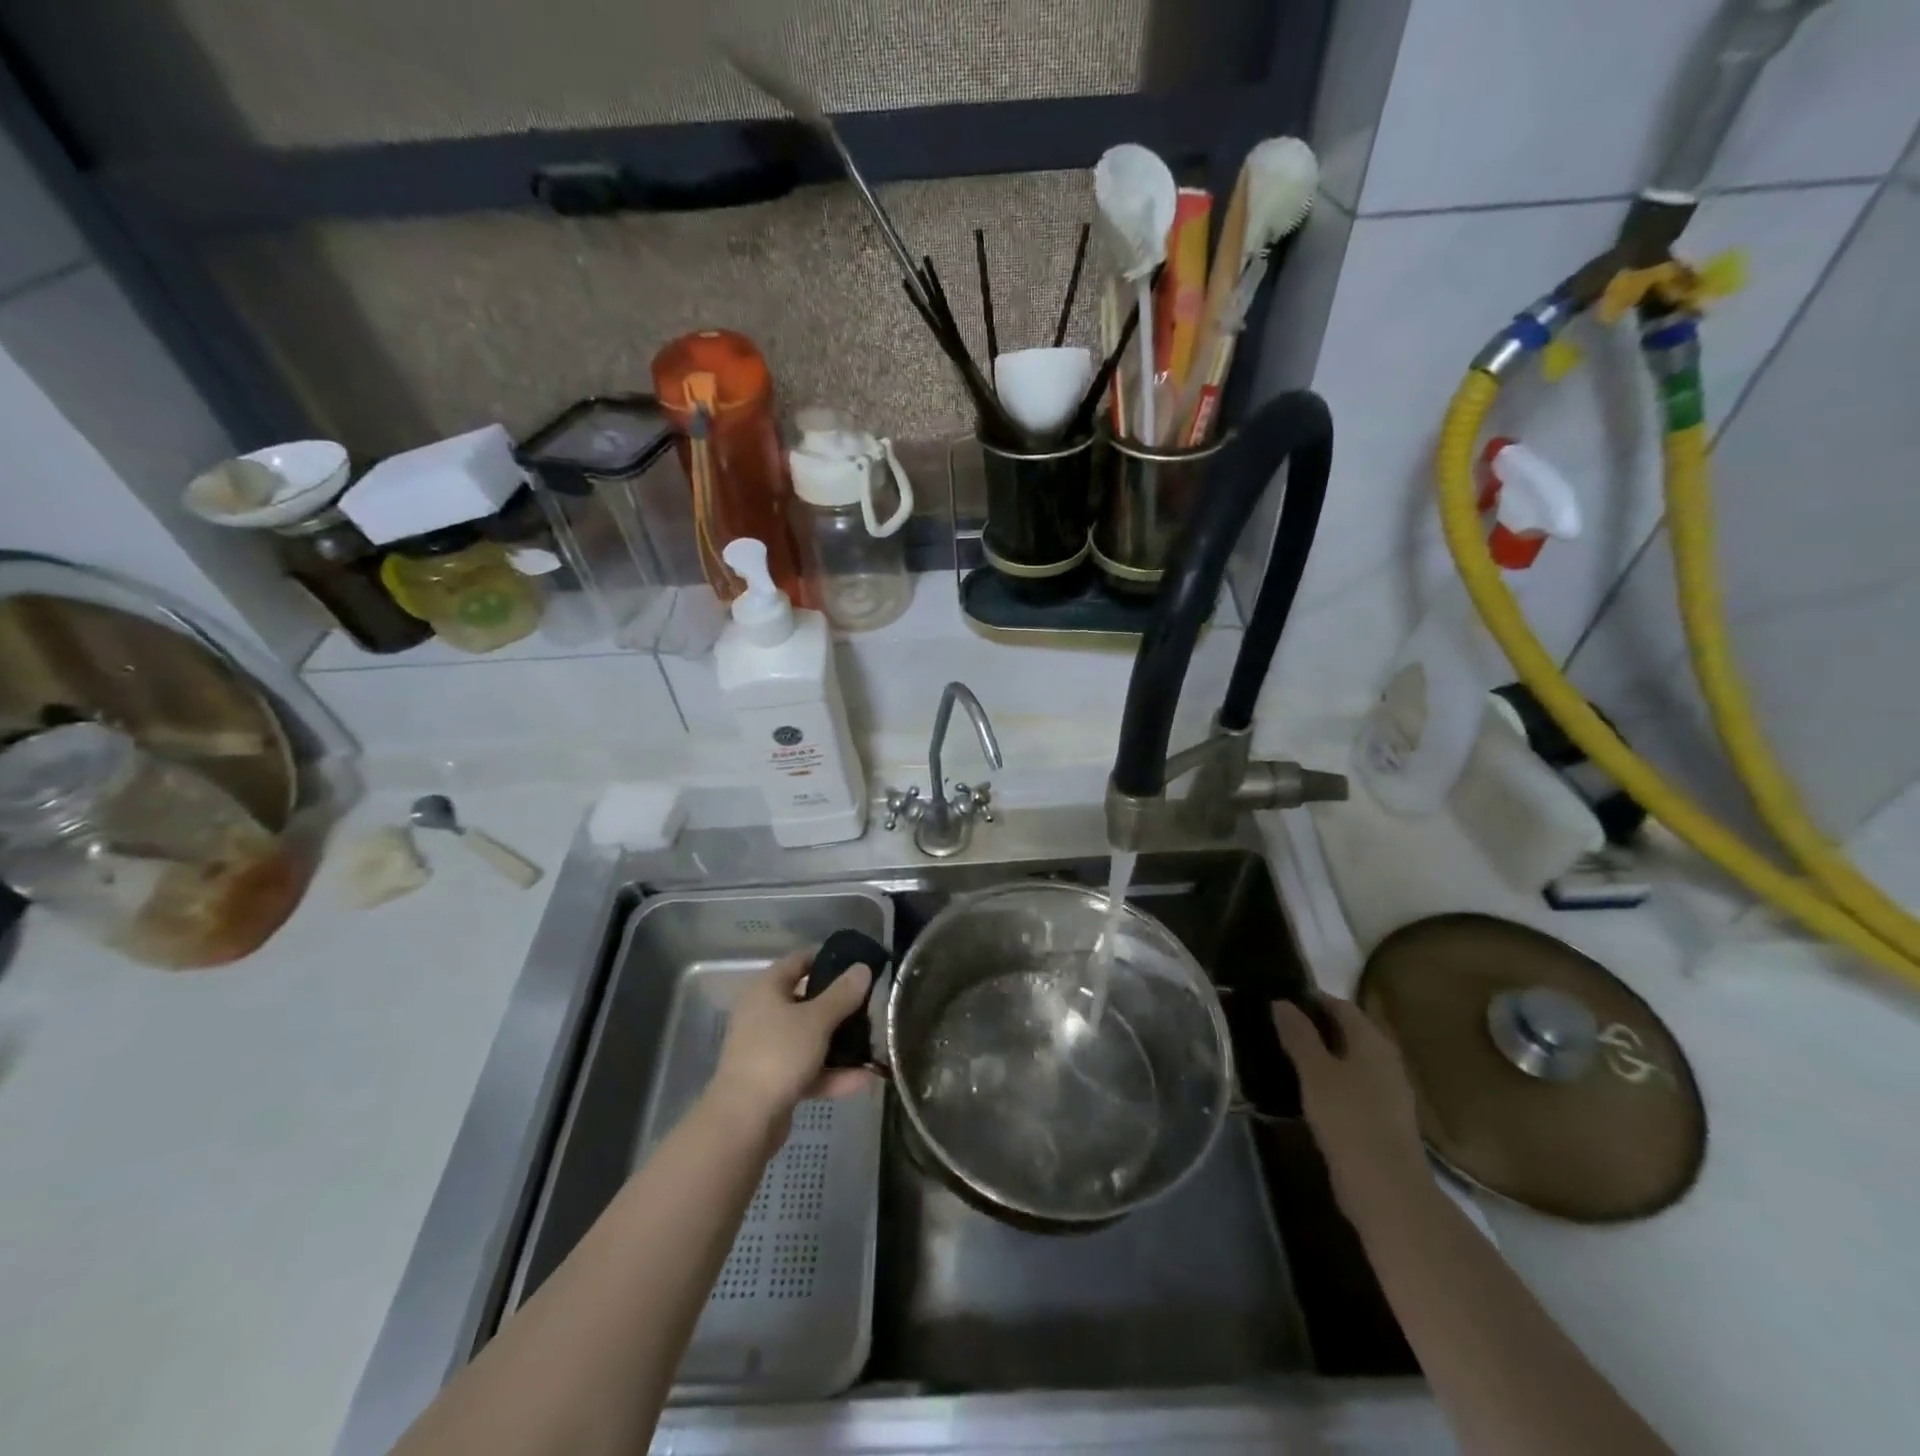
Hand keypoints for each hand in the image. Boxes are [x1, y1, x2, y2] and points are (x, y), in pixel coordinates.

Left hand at [711, 951, 873, 1138]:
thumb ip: (842, 994)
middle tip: (871, 1005)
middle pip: (807, 1001)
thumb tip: (862, 968)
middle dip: (840, 1005)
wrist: (744, 1120)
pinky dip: (832, 1073)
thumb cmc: (778, 1054)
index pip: (799, 961)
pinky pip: (809, 1068)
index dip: (827, 959)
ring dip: (840, 1043)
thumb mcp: (816, 1019)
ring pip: (810, 1037)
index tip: (857, 964)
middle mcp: (764, 1014)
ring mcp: (768, 1049)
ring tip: (874, 1043)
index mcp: (766, 989)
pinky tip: (864, 1079)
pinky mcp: (774, 1080)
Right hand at [1274, 995, 1429, 1227]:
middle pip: (1348, 1032)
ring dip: (1323, 1055)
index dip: (1312, 1000)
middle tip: (1278, 1027)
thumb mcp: (1315, 1072)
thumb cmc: (1348, 1119)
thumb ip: (1299, 1035)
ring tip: (1287, 1056)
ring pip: (1350, 1061)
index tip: (1280, 1001)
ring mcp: (1388, 1093)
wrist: (1386, 1190)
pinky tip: (1308, 1091)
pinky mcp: (1383, 1120)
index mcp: (1373, 1042)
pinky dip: (1331, 1081)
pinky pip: (1353, 1086)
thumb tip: (1282, 1002)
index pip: (1341, 1006)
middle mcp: (1386, 1061)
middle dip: (1316, 1027)